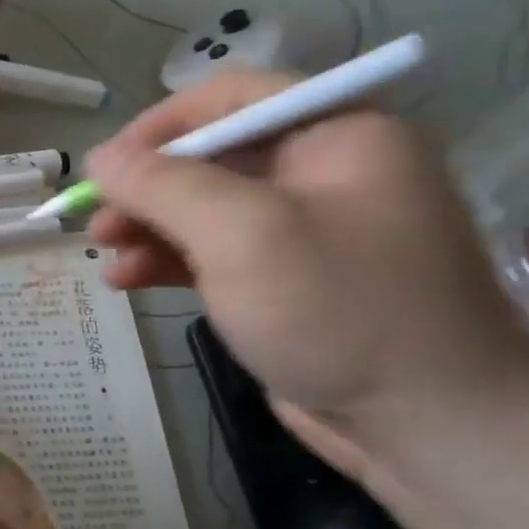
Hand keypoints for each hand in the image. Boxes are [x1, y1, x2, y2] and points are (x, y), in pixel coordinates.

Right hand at [85, 72, 528, 495]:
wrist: (431, 430)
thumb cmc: (340, 310)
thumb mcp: (241, 234)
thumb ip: (162, 185)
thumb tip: (98, 156)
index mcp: (336, 133)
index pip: (229, 98)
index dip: (158, 126)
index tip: (107, 164)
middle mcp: (323, 170)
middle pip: (209, 156)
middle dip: (146, 187)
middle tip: (96, 220)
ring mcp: (305, 230)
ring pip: (204, 208)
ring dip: (148, 227)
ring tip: (102, 253)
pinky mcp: (287, 281)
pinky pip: (215, 252)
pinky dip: (168, 261)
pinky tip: (127, 280)